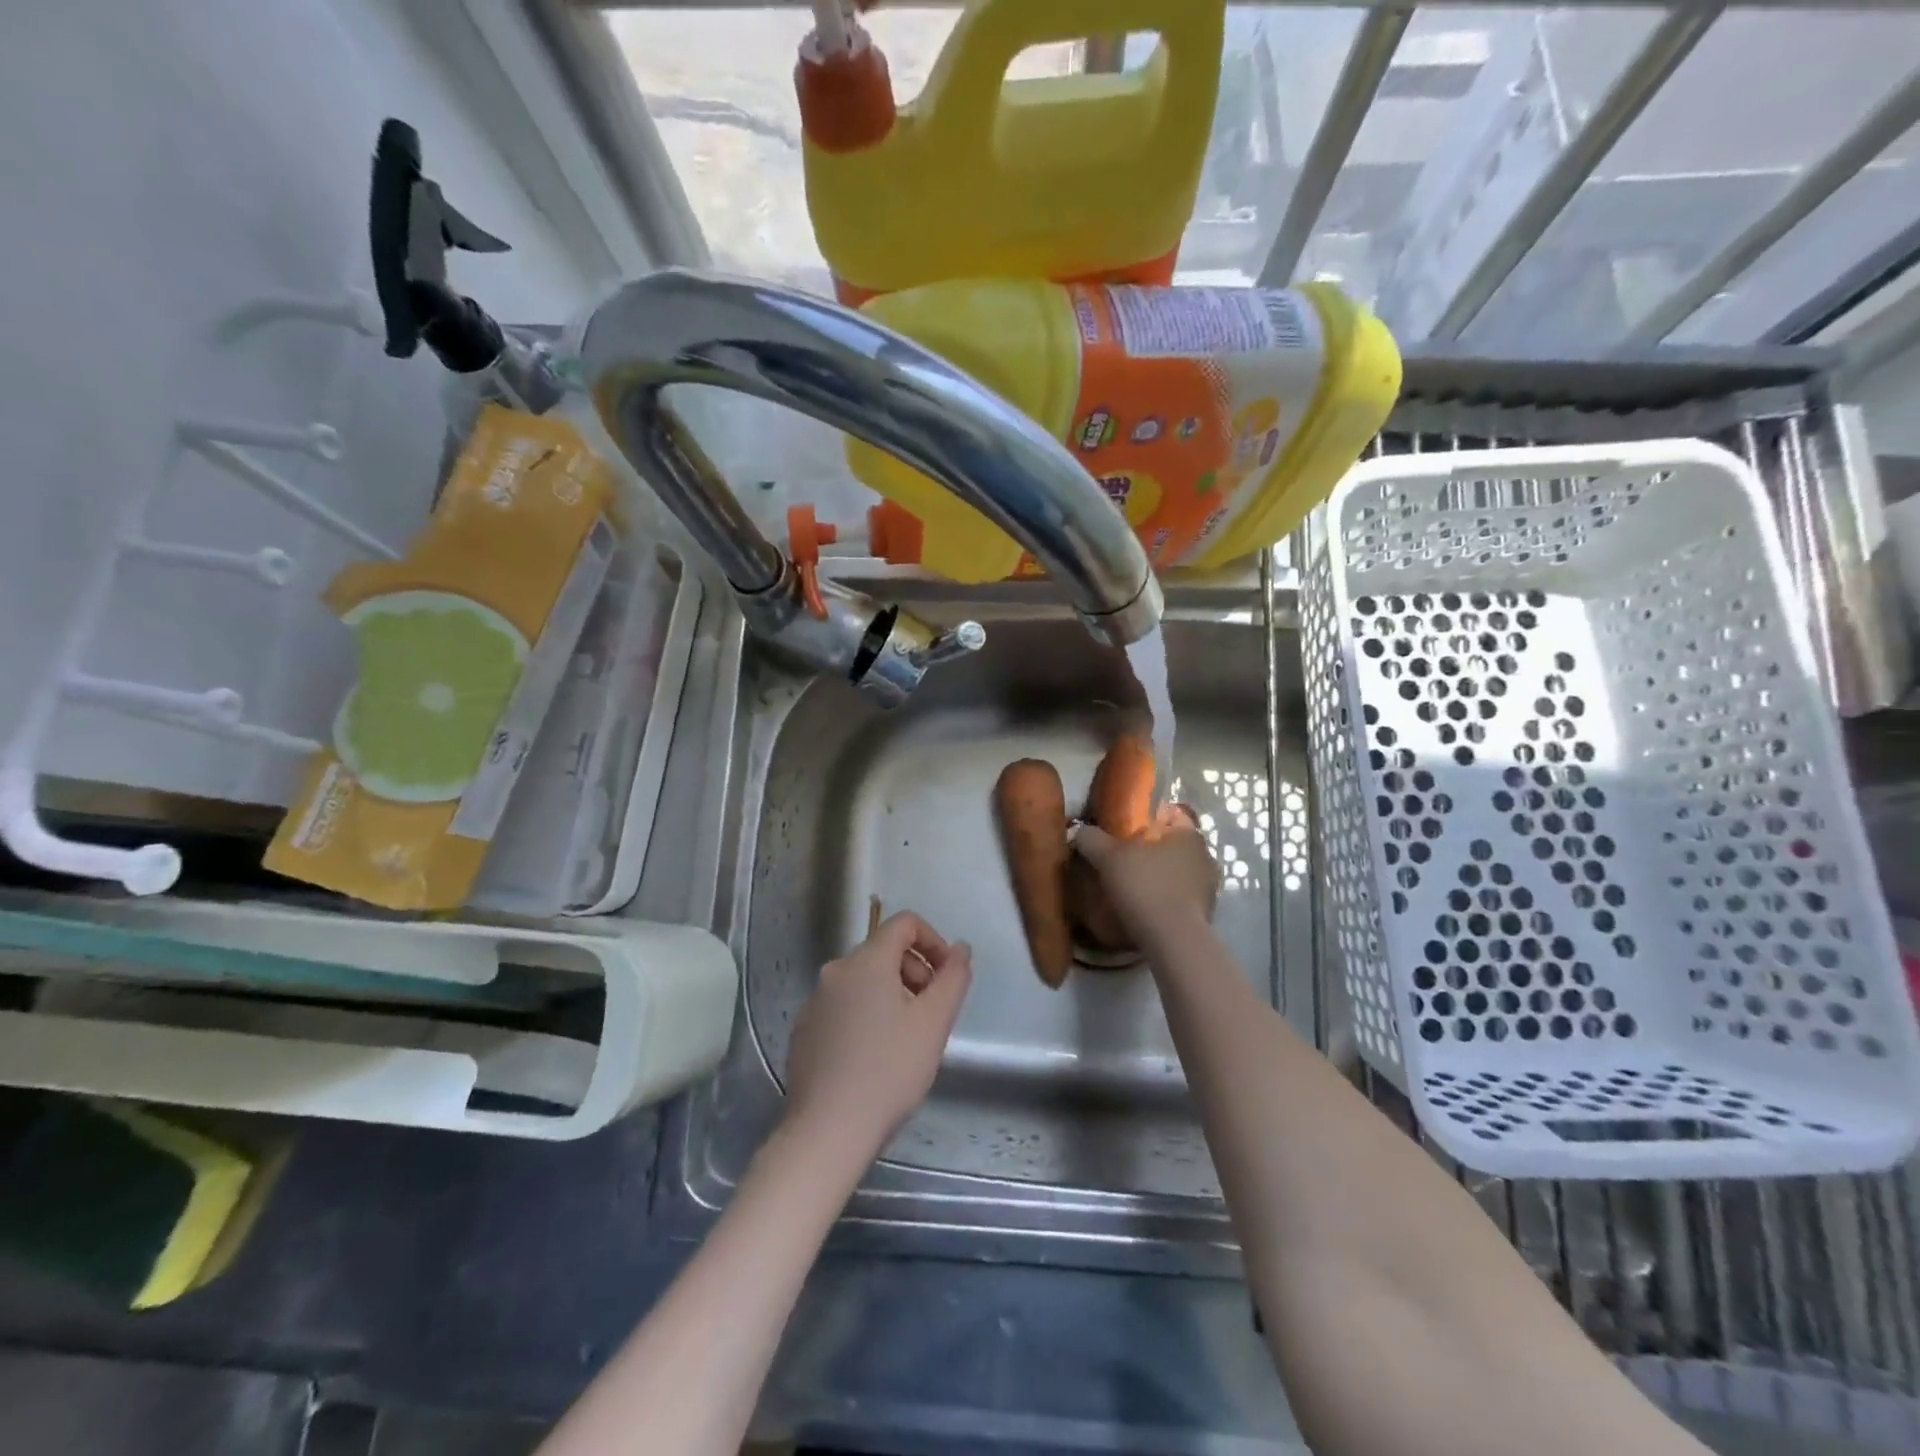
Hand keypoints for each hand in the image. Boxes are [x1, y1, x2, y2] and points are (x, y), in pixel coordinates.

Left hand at [784, 911, 972, 1158]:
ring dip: (892, 996)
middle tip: (931, 1015)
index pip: (904, 923)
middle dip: (915, 973)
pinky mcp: (804, 1031)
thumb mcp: (934, 1023)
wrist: (828, 1130)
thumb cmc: (889, 1070)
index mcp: (866, 961)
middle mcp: (835, 971)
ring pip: (863, 982)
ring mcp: (814, 1002)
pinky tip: (875, 1058)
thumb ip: (953, 977)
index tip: (946, 978)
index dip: (933, 941)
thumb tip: (960, 949)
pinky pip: (843, 1007)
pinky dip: (866, 1017)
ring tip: (906, 1041)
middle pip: (884, 952)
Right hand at [1073, 803, 1218, 948]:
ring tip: (1131, 886)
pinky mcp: (1205, 914)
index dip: (1145, 818)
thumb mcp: (1108, 857)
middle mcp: (1205, 856)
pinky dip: (1164, 898)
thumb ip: (1092, 839)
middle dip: (1150, 849)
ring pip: (1177, 871)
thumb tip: (1079, 831)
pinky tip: (1144, 907)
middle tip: (1122, 858)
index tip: (1123, 829)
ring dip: (1158, 875)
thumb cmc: (1144, 885)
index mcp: (1188, 833)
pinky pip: (1180, 896)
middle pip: (1172, 844)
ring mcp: (1208, 887)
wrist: (1172, 940)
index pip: (1170, 814)